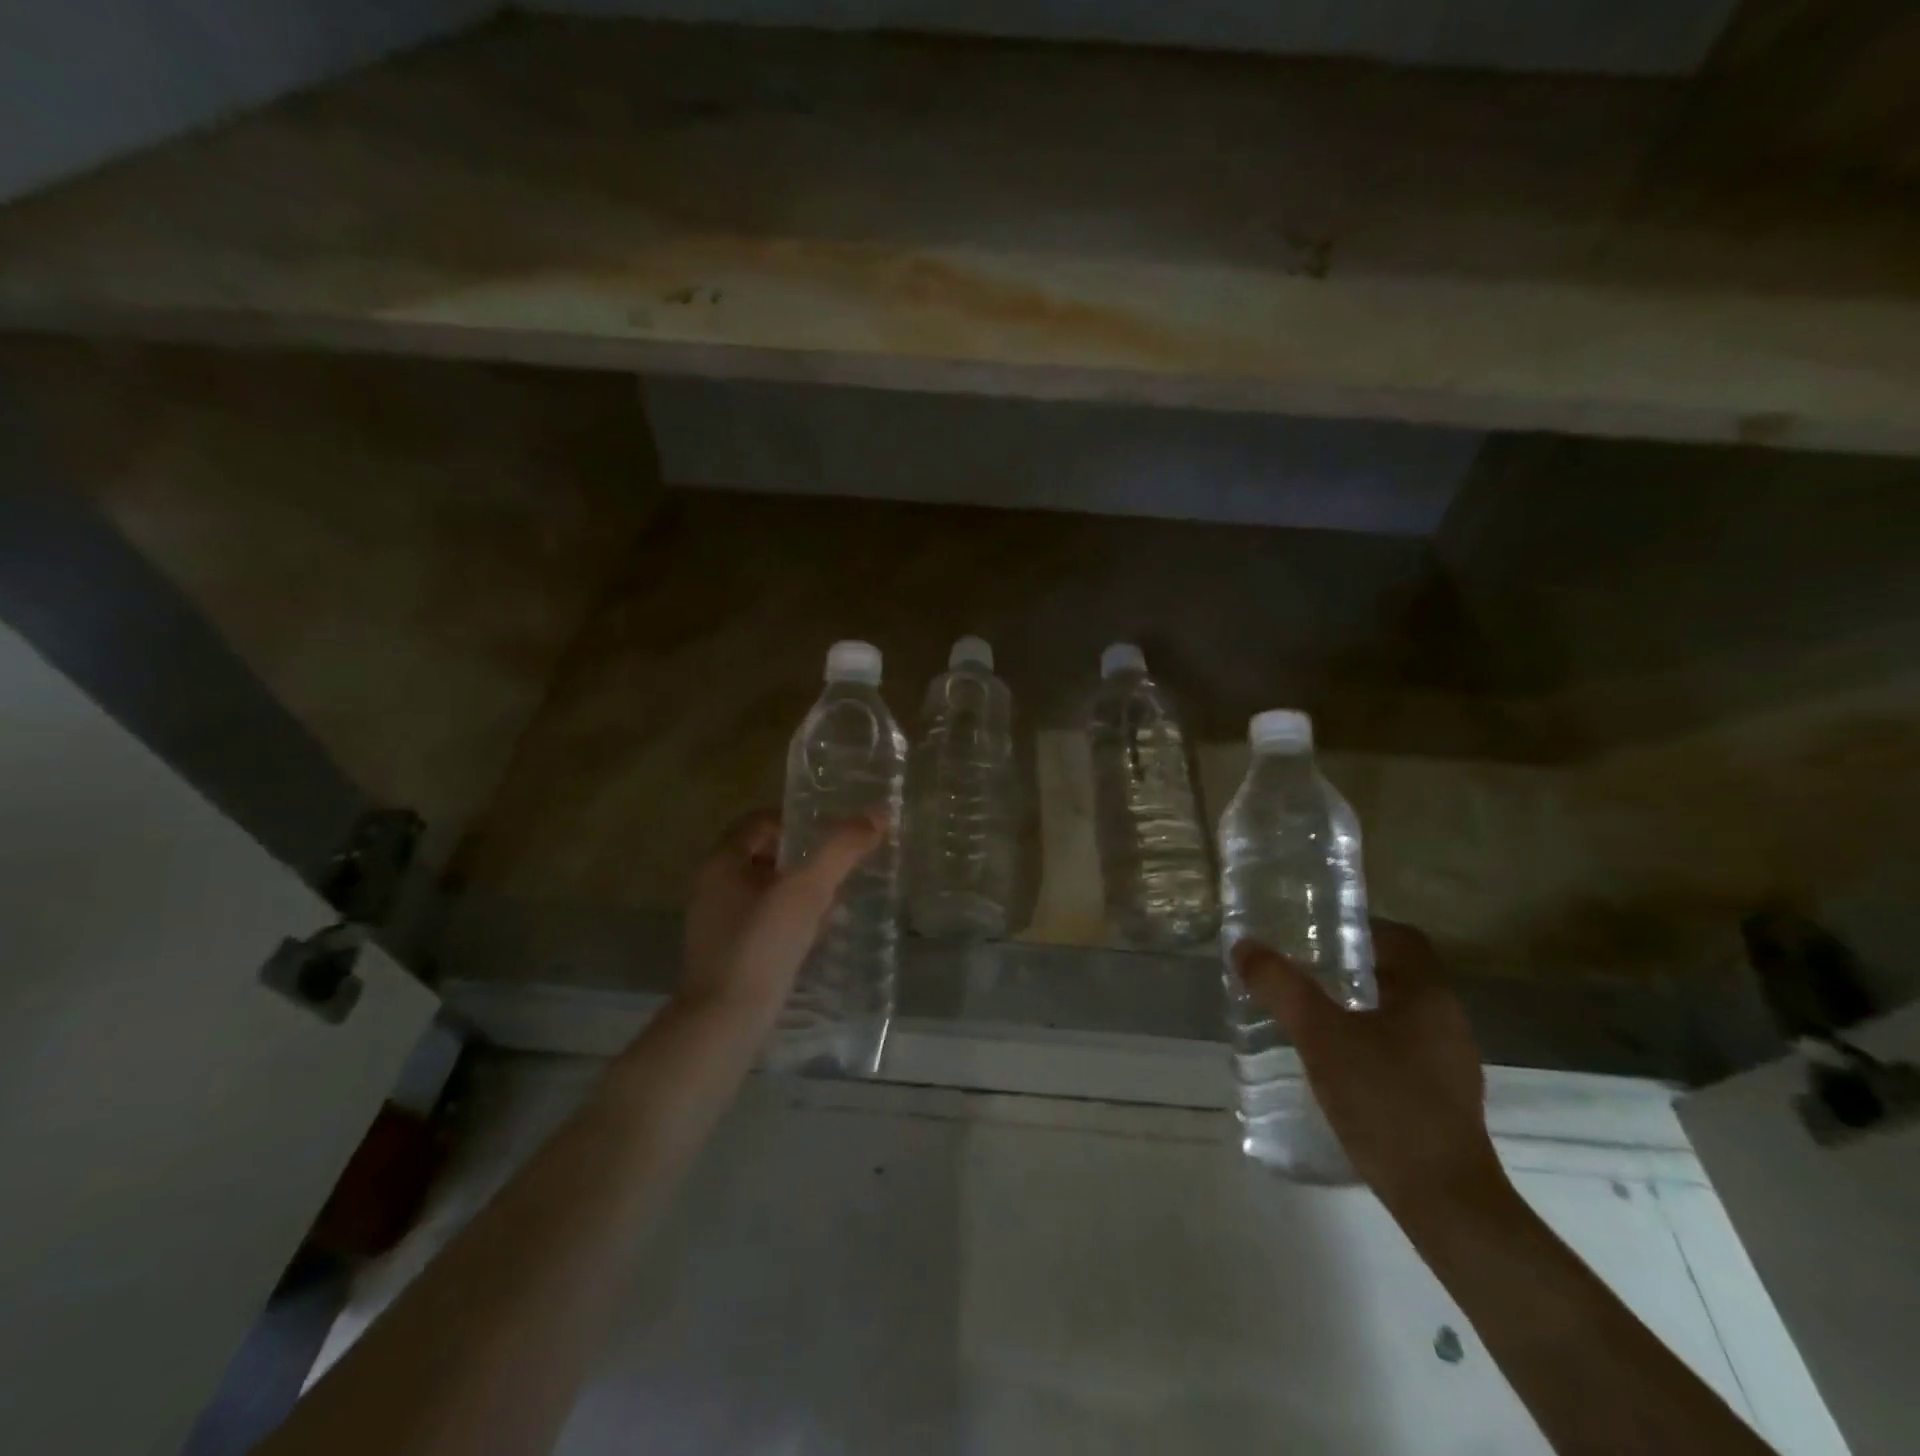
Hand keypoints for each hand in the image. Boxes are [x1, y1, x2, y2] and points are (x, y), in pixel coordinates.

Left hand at [681, 810, 882, 1015]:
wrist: (726, 1021)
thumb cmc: (763, 943)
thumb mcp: (808, 889)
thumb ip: (842, 849)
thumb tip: (878, 814)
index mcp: (723, 862)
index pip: (760, 822)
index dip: (797, 821)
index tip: (832, 832)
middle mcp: (713, 888)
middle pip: (766, 857)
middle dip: (805, 859)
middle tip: (841, 866)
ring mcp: (718, 925)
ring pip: (767, 892)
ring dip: (802, 891)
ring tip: (838, 900)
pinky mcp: (729, 955)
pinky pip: (765, 924)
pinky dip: (793, 921)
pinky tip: (819, 935)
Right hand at [1234, 921, 1501, 1215]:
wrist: (1444, 1201)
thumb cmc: (1386, 1101)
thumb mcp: (1321, 1037)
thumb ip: (1282, 987)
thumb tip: (1244, 945)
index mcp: (1429, 994)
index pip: (1400, 937)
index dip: (1358, 927)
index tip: (1314, 931)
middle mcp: (1445, 1020)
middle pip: (1394, 973)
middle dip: (1346, 966)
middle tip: (1297, 968)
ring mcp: (1447, 1061)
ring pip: (1395, 1012)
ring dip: (1353, 1004)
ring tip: (1304, 1011)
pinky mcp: (1439, 1096)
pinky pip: (1398, 1047)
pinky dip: (1364, 1039)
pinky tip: (1330, 1059)